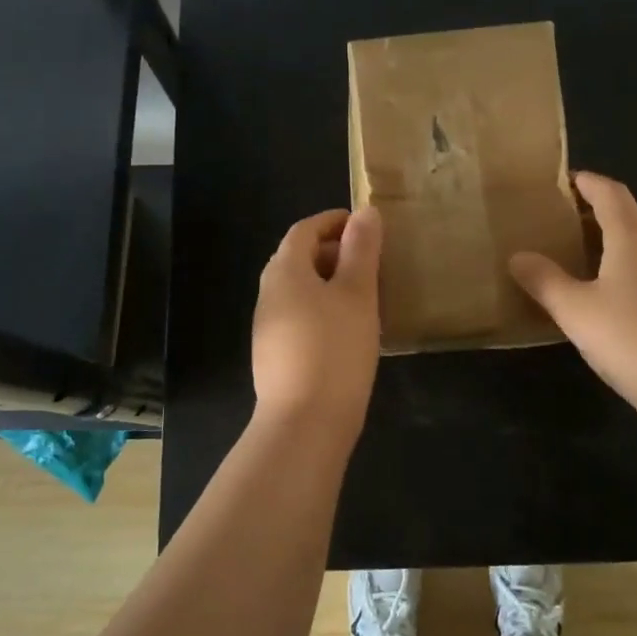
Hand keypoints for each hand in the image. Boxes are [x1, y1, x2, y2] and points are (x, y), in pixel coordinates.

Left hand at [252, 207, 382, 430]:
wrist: (304, 422)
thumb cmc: (335, 348)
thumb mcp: (357, 294)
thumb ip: (361, 250)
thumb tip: (365, 213)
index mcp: (285, 271)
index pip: (304, 230)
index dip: (332, 221)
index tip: (363, 224)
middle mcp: (269, 293)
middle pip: (298, 258)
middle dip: (332, 251)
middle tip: (369, 259)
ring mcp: (267, 326)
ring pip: (299, 289)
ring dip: (328, 281)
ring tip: (363, 293)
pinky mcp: (274, 354)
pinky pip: (299, 315)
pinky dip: (321, 308)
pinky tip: (346, 328)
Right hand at [510, 172, 636, 434]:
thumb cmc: (634, 340)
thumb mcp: (576, 312)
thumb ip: (544, 281)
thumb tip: (518, 256)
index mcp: (632, 239)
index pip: (611, 194)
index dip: (588, 182)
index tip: (564, 180)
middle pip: (632, 214)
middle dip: (601, 209)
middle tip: (568, 220)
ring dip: (617, 240)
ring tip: (585, 256)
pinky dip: (631, 269)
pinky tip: (615, 298)